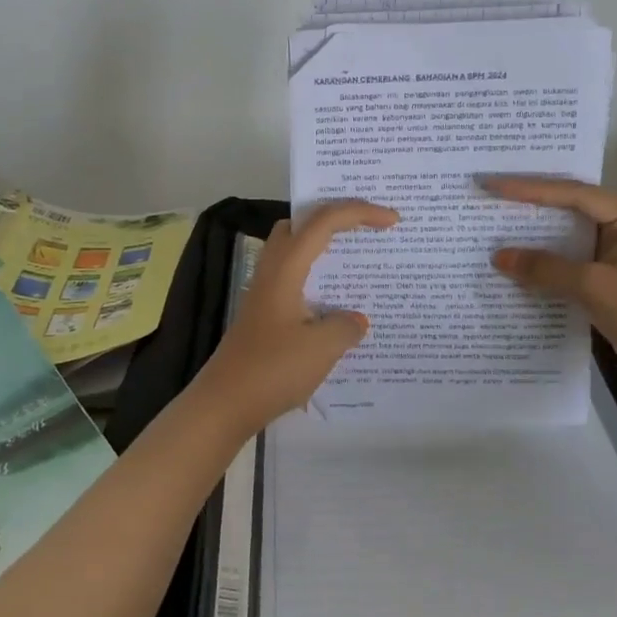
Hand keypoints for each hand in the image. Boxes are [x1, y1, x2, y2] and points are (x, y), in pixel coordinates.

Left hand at [188, 201, 398, 438]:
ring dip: (324, 249)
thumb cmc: (272, 370)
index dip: (359, 212)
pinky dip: (318, 279)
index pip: (323, 221)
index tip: (392, 220)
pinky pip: (295, 280)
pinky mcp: (264, 316)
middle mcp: (272, 272)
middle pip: (300, 225)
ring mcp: (265, 294)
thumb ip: (346, 326)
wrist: (224, 404)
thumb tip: (355, 319)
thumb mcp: (322, 348)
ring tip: (357, 262)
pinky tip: (337, 307)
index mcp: (285, 269)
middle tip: (366, 228)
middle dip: (334, 217)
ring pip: (295, 252)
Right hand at [484, 177, 616, 400]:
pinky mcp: (604, 284)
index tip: (493, 185)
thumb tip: (499, 257)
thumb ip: (546, 269)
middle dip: (528, 208)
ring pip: (564, 241)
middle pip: (568, 211)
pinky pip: (566, 267)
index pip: (574, 195)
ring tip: (490, 229)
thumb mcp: (596, 287)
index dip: (531, 189)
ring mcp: (613, 258)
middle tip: (487, 199)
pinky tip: (512, 268)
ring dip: (532, 240)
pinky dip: (541, 268)